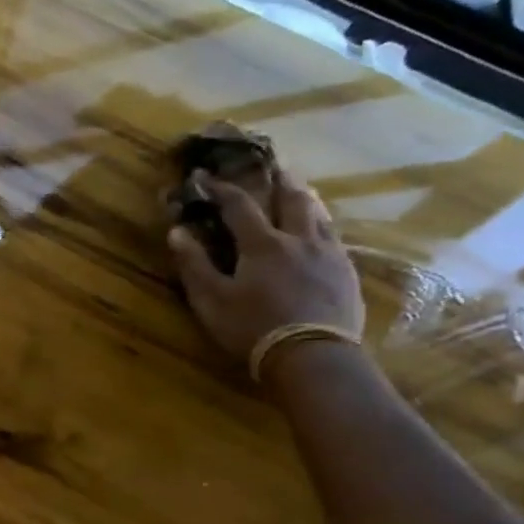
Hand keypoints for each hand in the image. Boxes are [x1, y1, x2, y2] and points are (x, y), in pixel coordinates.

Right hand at [168, 174, 363, 373]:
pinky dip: (324, 225)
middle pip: (292, 199)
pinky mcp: (347, 273)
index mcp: (262, 244)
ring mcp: (328, 254)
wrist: (312, 356)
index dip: (221, 188)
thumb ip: (194, 265)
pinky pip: (335, 238)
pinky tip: (322, 232)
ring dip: (307, 198)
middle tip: (273, 167)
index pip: (239, 205)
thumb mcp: (212, 301)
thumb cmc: (253, 328)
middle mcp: (299, 239)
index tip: (205, 177)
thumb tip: (176, 231)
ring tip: (302, 191)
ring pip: (319, 214)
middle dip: (278, 181)